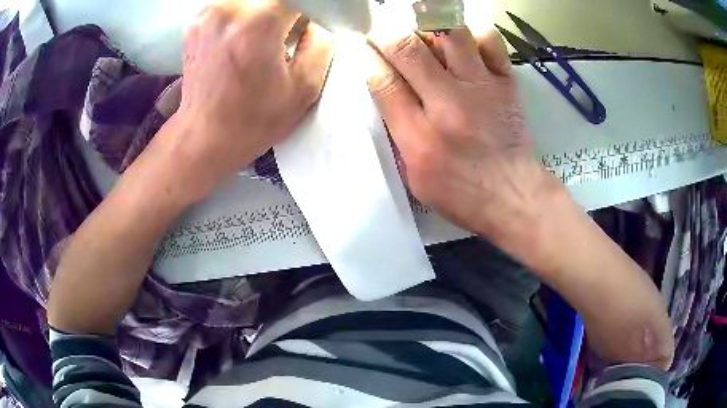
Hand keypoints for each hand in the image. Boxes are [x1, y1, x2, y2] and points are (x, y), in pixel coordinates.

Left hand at [164, 0, 333, 200]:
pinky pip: (234, 4)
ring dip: (266, 11)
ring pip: (253, 0)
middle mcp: (229, 10)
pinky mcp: (197, 20)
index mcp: (258, 24)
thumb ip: (321, 45)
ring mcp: (208, 13)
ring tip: (267, 36)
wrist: (203, 136)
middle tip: (290, 33)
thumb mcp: (304, 89)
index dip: (310, 9)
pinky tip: (245, 36)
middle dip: (288, 9)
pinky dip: (246, 14)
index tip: (309, 26)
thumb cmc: (253, 120)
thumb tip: (315, 23)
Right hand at [368, 29, 674, 367]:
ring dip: (430, 28)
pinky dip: (475, 35)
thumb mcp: (415, 178)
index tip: (364, 49)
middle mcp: (447, 104)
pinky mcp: (506, 84)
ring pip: (450, 34)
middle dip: (387, 34)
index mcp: (419, 136)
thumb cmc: (462, 194)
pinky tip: (467, 46)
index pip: (383, 81)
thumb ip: (399, 134)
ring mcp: (481, 88)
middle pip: (408, 49)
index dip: (368, 58)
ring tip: (426, 36)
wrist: (514, 197)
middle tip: (384, 34)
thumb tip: (389, 93)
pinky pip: (490, 41)